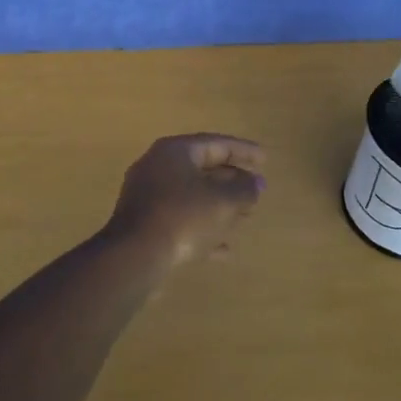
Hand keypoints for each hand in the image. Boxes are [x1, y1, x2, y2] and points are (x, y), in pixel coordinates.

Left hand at [102, 133, 266, 268]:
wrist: (134, 256)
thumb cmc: (182, 217)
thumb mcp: (222, 202)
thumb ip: (244, 190)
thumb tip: (256, 184)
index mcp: (174, 151)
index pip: (215, 143)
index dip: (243, 151)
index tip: (265, 160)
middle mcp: (158, 167)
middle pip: (202, 169)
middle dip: (232, 181)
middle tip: (257, 190)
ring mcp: (148, 196)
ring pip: (192, 196)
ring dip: (220, 206)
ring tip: (246, 217)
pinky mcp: (145, 224)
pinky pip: (181, 220)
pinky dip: (203, 229)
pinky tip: (225, 250)